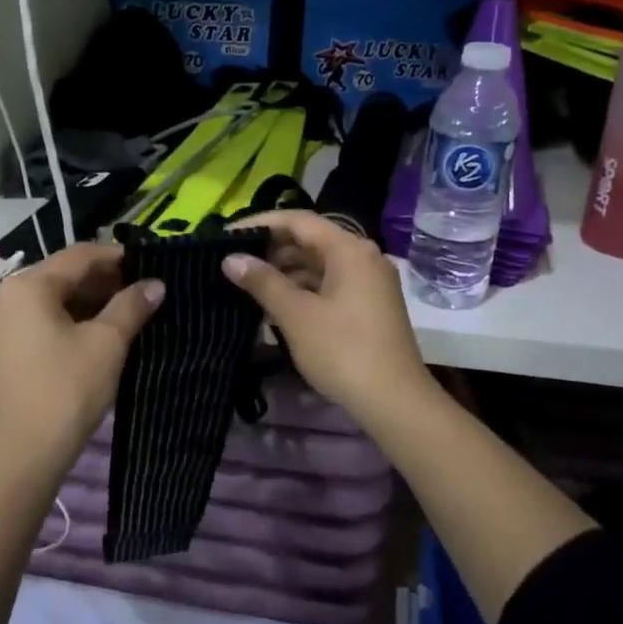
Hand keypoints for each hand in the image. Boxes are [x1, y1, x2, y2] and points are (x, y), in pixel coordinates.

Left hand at [0, 242, 164, 473]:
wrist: (23, 453)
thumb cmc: (67, 389)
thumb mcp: (107, 343)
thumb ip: (132, 305)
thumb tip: (156, 284)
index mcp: (27, 285)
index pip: (79, 255)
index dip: (117, 257)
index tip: (149, 266)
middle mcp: (5, 295)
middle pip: (61, 274)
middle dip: (103, 280)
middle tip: (140, 292)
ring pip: (50, 298)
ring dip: (87, 300)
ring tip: (124, 312)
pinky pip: (38, 319)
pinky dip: (67, 318)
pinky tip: (95, 332)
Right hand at [222, 210, 439, 428]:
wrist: (395, 402)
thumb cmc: (343, 352)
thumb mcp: (296, 315)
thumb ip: (262, 282)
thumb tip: (230, 259)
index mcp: (349, 249)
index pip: (298, 221)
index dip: (260, 223)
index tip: (227, 235)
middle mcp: (363, 256)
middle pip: (310, 240)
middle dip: (271, 249)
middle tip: (234, 262)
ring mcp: (369, 282)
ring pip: (319, 264)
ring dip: (285, 271)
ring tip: (248, 284)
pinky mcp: (369, 305)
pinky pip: (329, 284)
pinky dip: (303, 289)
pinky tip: (276, 305)